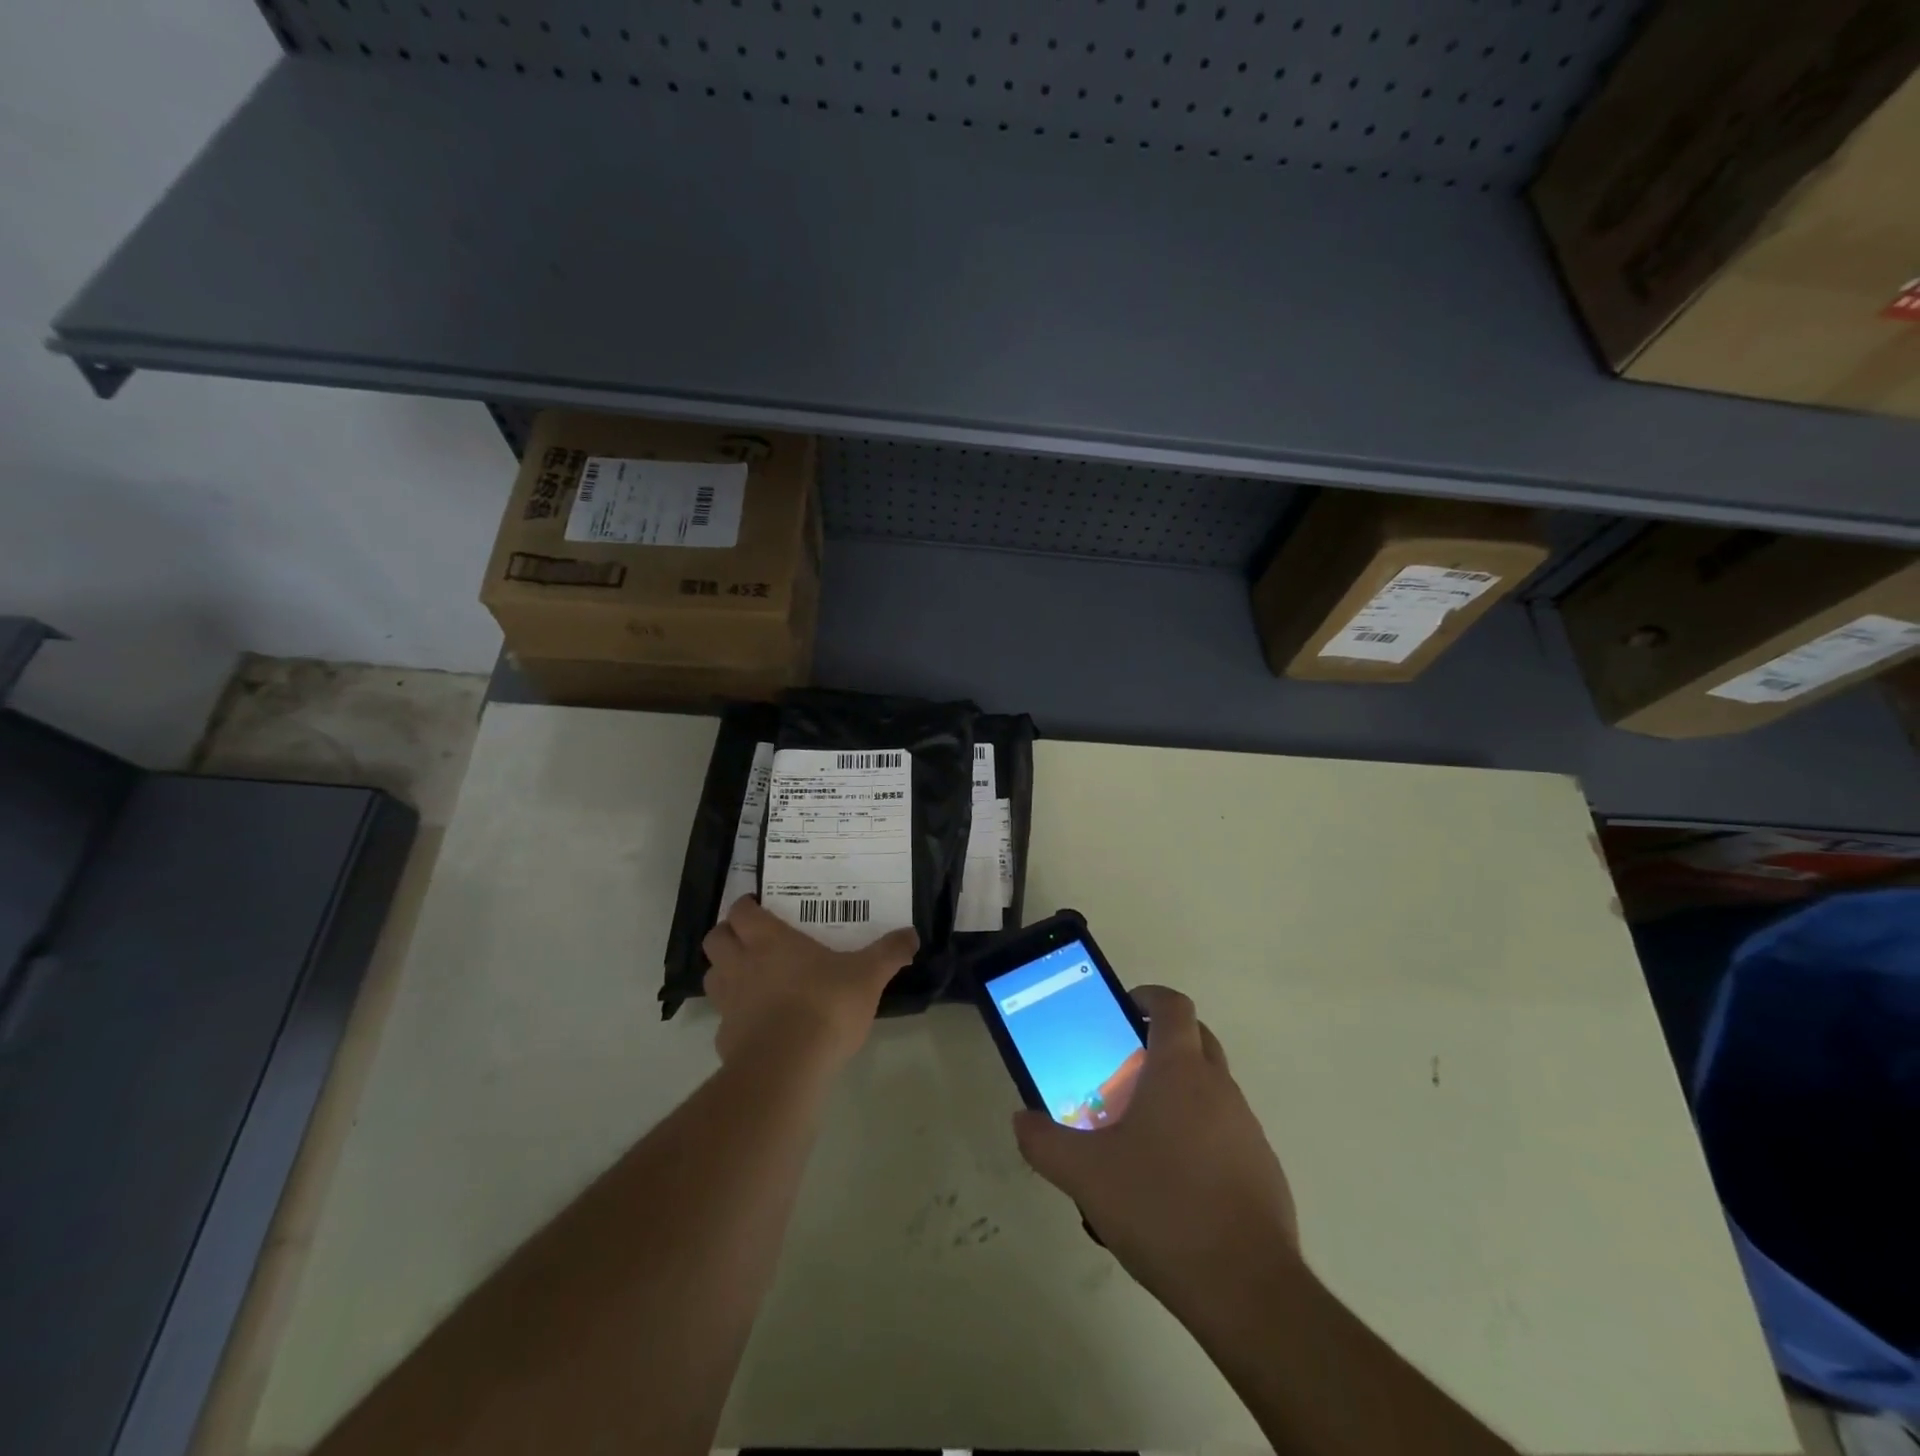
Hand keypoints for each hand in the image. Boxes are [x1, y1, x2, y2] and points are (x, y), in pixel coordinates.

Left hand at [701, 896, 917, 1068]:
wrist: (788, 1067)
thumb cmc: (826, 1005)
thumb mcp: (868, 975)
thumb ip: (888, 953)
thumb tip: (911, 935)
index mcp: (770, 941)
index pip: (741, 912)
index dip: (745, 907)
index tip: (758, 906)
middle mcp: (742, 965)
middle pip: (715, 939)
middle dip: (727, 935)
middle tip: (750, 939)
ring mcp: (729, 1003)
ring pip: (712, 976)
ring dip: (724, 972)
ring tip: (750, 978)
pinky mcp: (726, 1039)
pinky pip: (724, 1019)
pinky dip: (735, 1016)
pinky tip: (759, 1025)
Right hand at [1012, 985, 1299, 1303]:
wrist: (1246, 1289)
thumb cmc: (1161, 1208)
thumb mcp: (1085, 1176)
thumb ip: (1044, 1142)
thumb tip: (1021, 1119)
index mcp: (1180, 1071)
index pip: (1173, 1005)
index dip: (1148, 997)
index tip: (1123, 1011)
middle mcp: (1219, 1087)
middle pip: (1197, 1038)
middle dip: (1163, 1041)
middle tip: (1125, 1070)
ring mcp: (1247, 1128)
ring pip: (1212, 1087)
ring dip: (1181, 1091)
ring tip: (1142, 1133)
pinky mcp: (1264, 1168)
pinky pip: (1227, 1130)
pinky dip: (1201, 1133)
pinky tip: (1175, 1181)